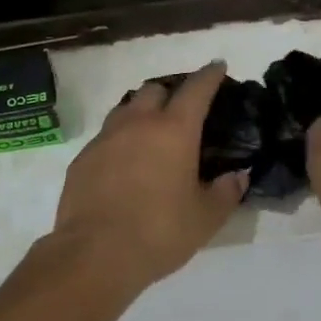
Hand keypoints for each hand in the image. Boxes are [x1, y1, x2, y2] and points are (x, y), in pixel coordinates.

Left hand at [48, 63, 247, 294]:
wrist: (94, 253)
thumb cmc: (159, 232)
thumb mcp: (205, 218)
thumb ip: (226, 192)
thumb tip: (238, 175)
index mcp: (174, 130)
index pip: (196, 89)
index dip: (210, 75)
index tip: (217, 67)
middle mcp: (138, 123)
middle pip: (155, 89)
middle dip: (171, 93)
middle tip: (182, 111)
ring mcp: (105, 138)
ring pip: (125, 108)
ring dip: (141, 112)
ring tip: (151, 133)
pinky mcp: (82, 157)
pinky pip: (105, 136)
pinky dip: (120, 139)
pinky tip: (124, 163)